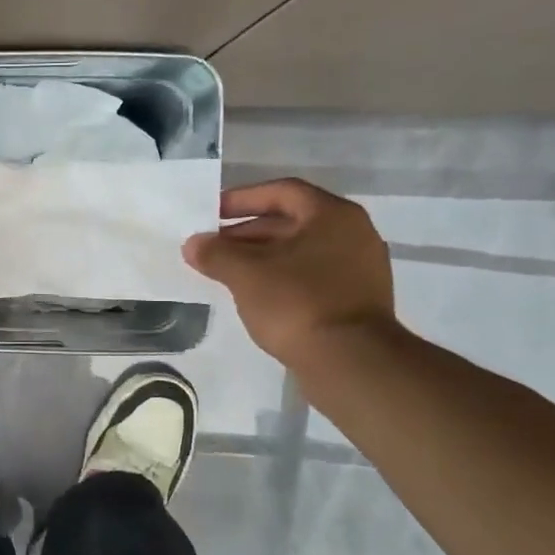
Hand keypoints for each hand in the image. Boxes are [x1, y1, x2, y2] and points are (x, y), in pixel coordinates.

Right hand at [183, 178, 396, 372]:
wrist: (350, 362)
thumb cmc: (297, 303)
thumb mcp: (245, 274)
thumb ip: (215, 253)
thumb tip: (193, 244)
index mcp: (333, 215)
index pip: (282, 192)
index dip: (242, 199)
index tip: (212, 214)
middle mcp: (354, 234)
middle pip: (292, 221)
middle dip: (248, 232)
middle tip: (214, 247)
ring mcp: (360, 269)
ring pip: (302, 251)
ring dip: (263, 257)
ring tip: (228, 273)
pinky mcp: (357, 300)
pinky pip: (313, 276)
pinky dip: (282, 278)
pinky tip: (257, 296)